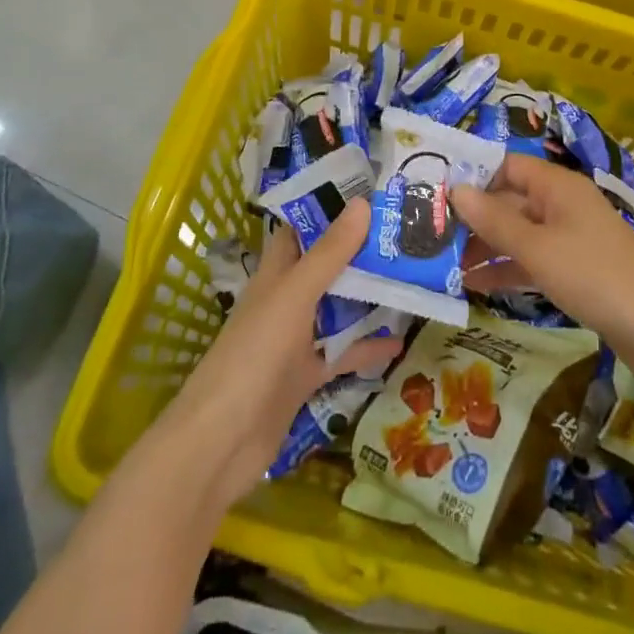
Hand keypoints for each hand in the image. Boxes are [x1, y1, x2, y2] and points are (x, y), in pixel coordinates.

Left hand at [156, 201, 401, 511]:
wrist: (222, 441)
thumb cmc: (254, 354)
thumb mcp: (294, 295)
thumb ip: (329, 254)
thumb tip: (363, 204)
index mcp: (275, 275)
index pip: (301, 230)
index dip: (328, 209)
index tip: (369, 192)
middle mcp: (284, 301)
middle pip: (325, 268)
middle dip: (359, 252)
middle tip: (404, 234)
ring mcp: (294, 341)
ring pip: (336, 310)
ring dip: (367, 298)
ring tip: (411, 278)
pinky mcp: (304, 377)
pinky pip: (341, 355)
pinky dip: (367, 349)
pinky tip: (400, 343)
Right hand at [453, 155, 633, 374]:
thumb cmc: (595, 275)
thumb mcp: (538, 248)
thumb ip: (494, 220)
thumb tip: (455, 190)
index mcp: (557, 187)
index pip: (506, 167)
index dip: (473, 177)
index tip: (434, 194)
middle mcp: (562, 205)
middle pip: (510, 202)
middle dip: (473, 218)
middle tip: (429, 236)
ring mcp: (569, 239)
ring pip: (518, 234)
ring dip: (485, 247)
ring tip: (442, 264)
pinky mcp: (575, 271)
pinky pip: (532, 261)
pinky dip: (507, 270)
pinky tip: (474, 286)